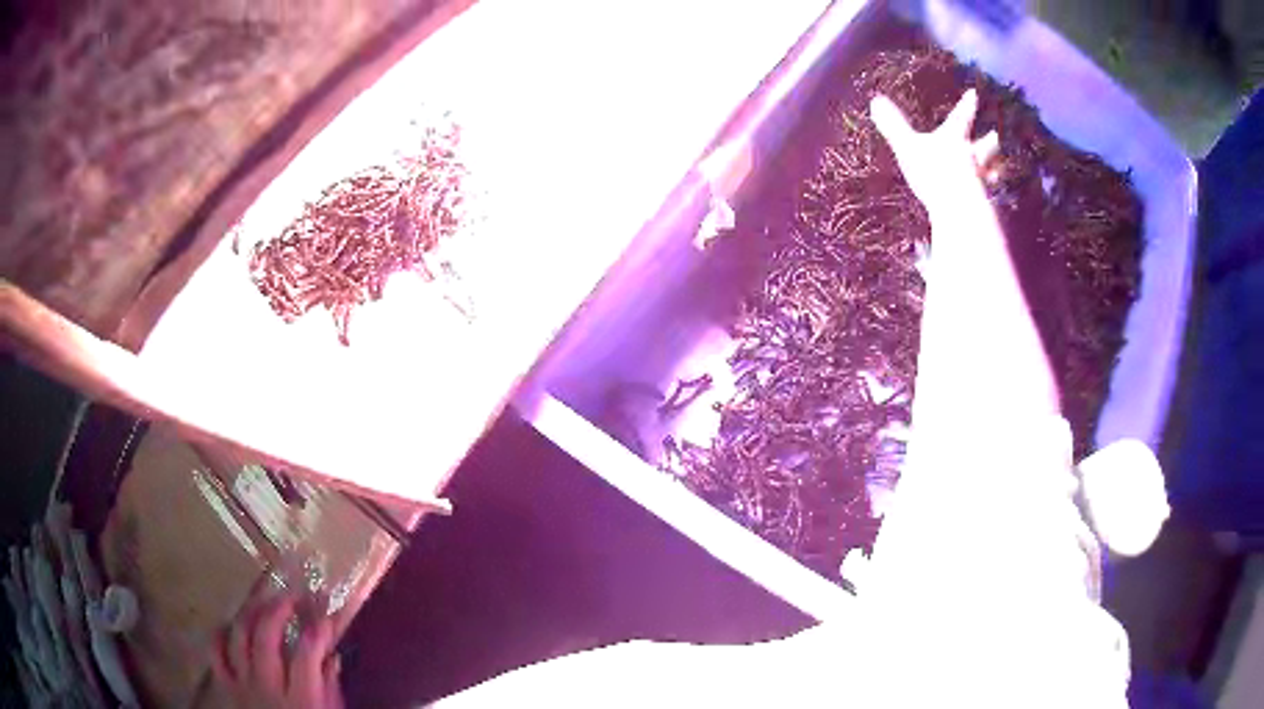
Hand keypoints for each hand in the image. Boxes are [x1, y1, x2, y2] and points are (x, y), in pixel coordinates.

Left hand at [212, 592, 343, 708]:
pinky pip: (216, 653)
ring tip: (262, 603)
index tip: (326, 618)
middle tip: (290, 596)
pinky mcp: (227, 686)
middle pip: (265, 637)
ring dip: (250, 613)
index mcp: (302, 699)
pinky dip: (221, 635)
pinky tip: (231, 626)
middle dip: (278, 609)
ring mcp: (243, 685)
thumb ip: (331, 688)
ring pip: (239, 637)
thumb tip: (332, 656)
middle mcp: (268, 687)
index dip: (318, 630)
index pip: (307, 654)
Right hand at [870, 89, 997, 215]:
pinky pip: (987, 199)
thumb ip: (893, 125)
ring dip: (994, 169)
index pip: (961, 118)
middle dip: (988, 142)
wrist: (958, 207)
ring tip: (999, 169)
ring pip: (990, 172)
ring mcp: (980, 182)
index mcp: (955, 140)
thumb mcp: (907, 146)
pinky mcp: (982, 205)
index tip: (974, 94)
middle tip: (996, 137)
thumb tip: (875, 100)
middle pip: (983, 147)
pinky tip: (989, 202)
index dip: (966, 105)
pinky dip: (989, 198)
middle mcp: (972, 158)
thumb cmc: (933, 173)